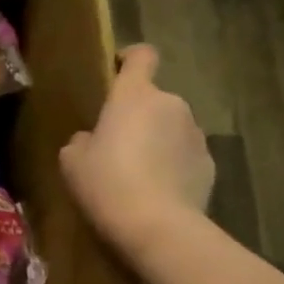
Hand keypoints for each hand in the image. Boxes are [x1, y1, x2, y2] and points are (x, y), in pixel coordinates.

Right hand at [59, 45, 213, 253]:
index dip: (130, 59)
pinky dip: (174, 167)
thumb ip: (82, 140)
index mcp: (134, 95)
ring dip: (158, 142)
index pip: (142, 56)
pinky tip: (158, 194)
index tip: (116, 72)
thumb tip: (92, 139)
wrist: (158, 227)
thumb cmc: (106, 183)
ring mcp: (196, 135)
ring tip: (139, 175)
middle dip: (139, 116)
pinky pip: (186, 157)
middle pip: (153, 99)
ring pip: (171, 128)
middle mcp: (171, 105)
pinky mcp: (210, 165)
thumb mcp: (72, 161)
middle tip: (117, 146)